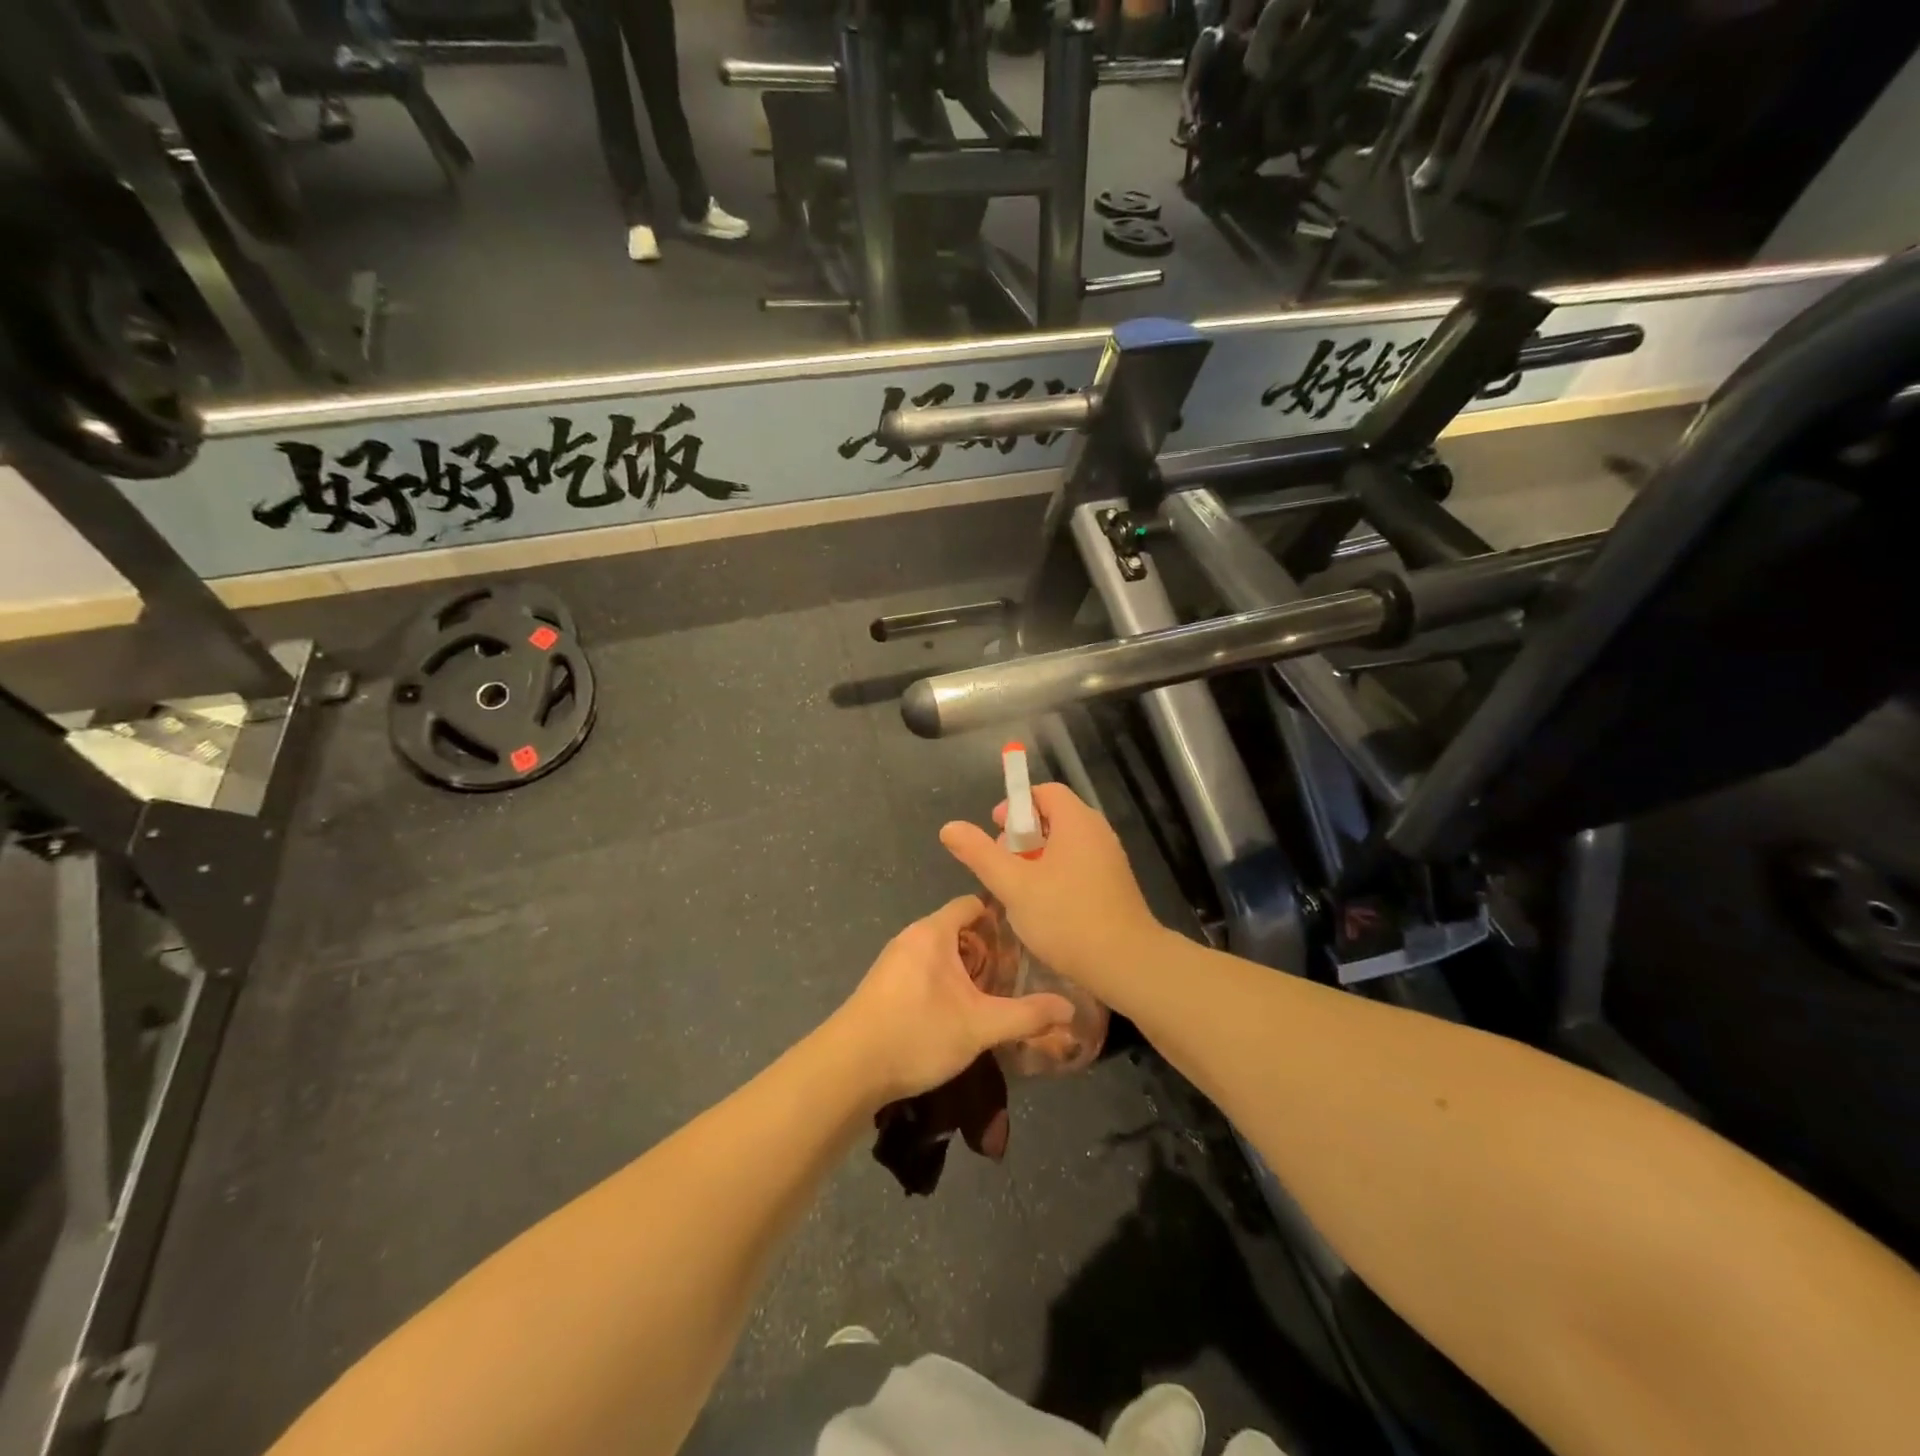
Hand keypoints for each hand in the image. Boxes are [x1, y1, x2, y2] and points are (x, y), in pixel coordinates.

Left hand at [832, 895, 1075, 1104]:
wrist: (848, 1070)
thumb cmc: (917, 1033)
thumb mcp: (980, 1026)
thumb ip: (1027, 1015)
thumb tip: (1070, 1007)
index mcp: (932, 932)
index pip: (971, 904)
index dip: (1001, 918)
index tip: (1027, 940)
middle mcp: (911, 938)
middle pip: (958, 930)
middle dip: (987, 951)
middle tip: (1016, 977)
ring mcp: (893, 962)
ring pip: (940, 955)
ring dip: (966, 972)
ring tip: (993, 998)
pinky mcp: (883, 987)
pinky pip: (923, 972)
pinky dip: (945, 984)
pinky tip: (958, 1015)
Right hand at [939, 782, 1163, 993]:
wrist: (1126, 963)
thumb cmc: (1066, 917)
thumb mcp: (1013, 885)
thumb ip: (980, 854)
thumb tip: (949, 826)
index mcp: (1077, 821)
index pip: (1044, 792)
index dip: (1015, 806)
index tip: (995, 832)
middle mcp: (1097, 832)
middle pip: (1053, 817)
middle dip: (1021, 836)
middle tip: (1002, 866)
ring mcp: (1109, 859)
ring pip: (1064, 845)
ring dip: (1036, 860)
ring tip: (1018, 890)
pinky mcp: (1114, 885)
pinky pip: (1078, 865)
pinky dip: (1056, 875)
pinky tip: (1043, 907)